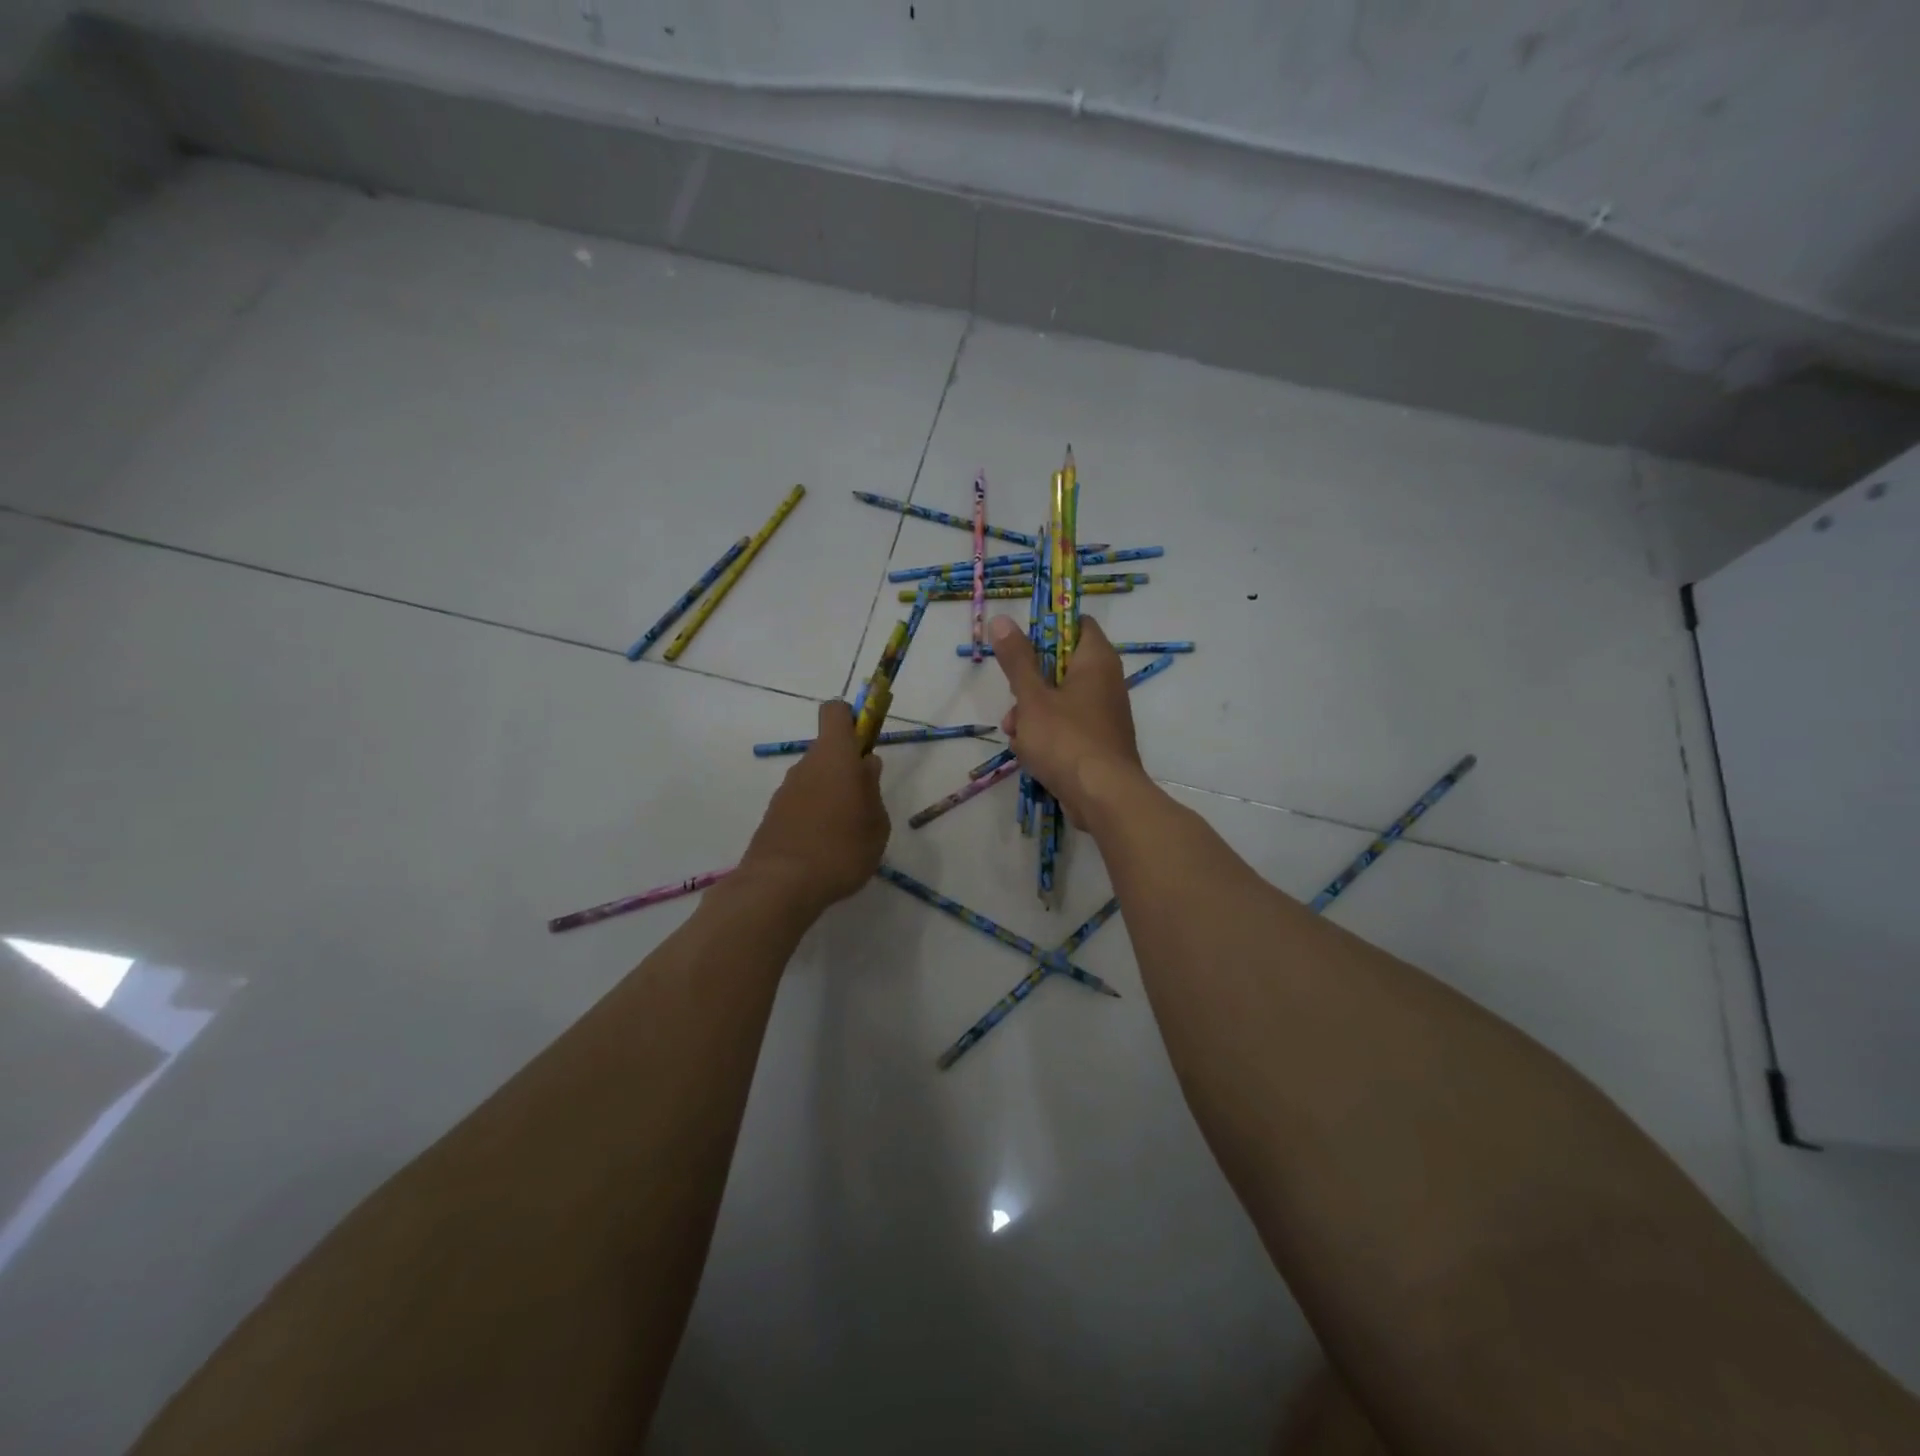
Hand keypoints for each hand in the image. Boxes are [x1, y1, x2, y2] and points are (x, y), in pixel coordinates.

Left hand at [739, 700, 890, 911]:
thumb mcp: (876, 823)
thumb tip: (866, 765)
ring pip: (816, 779)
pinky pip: (802, 803)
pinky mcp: (773, 815)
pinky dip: (815, 816)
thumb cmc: (841, 849)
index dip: (852, 718)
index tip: (866, 740)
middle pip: (828, 751)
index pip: (835, 712)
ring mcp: (786, 790)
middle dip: (848, 769)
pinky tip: (825, 848)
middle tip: (866, 805)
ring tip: (847, 834)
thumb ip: (873, 789)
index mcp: (835, 756)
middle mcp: (806, 765)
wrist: (780, 885)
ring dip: (832, 795)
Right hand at [989, 614, 1146, 825]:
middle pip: (1059, 666)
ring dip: (1030, 715)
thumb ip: (1017, 659)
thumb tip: (1002, 619)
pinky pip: (1065, 727)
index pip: (1075, 624)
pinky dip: (1045, 737)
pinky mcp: (1096, 742)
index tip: (1020, 646)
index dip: (1047, 629)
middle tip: (1014, 700)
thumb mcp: (1032, 697)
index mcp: (1096, 660)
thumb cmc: (1066, 739)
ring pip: (1057, 701)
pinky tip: (1029, 755)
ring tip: (1016, 735)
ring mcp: (1102, 714)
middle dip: (1028, 685)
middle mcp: (1105, 682)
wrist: (1102, 797)